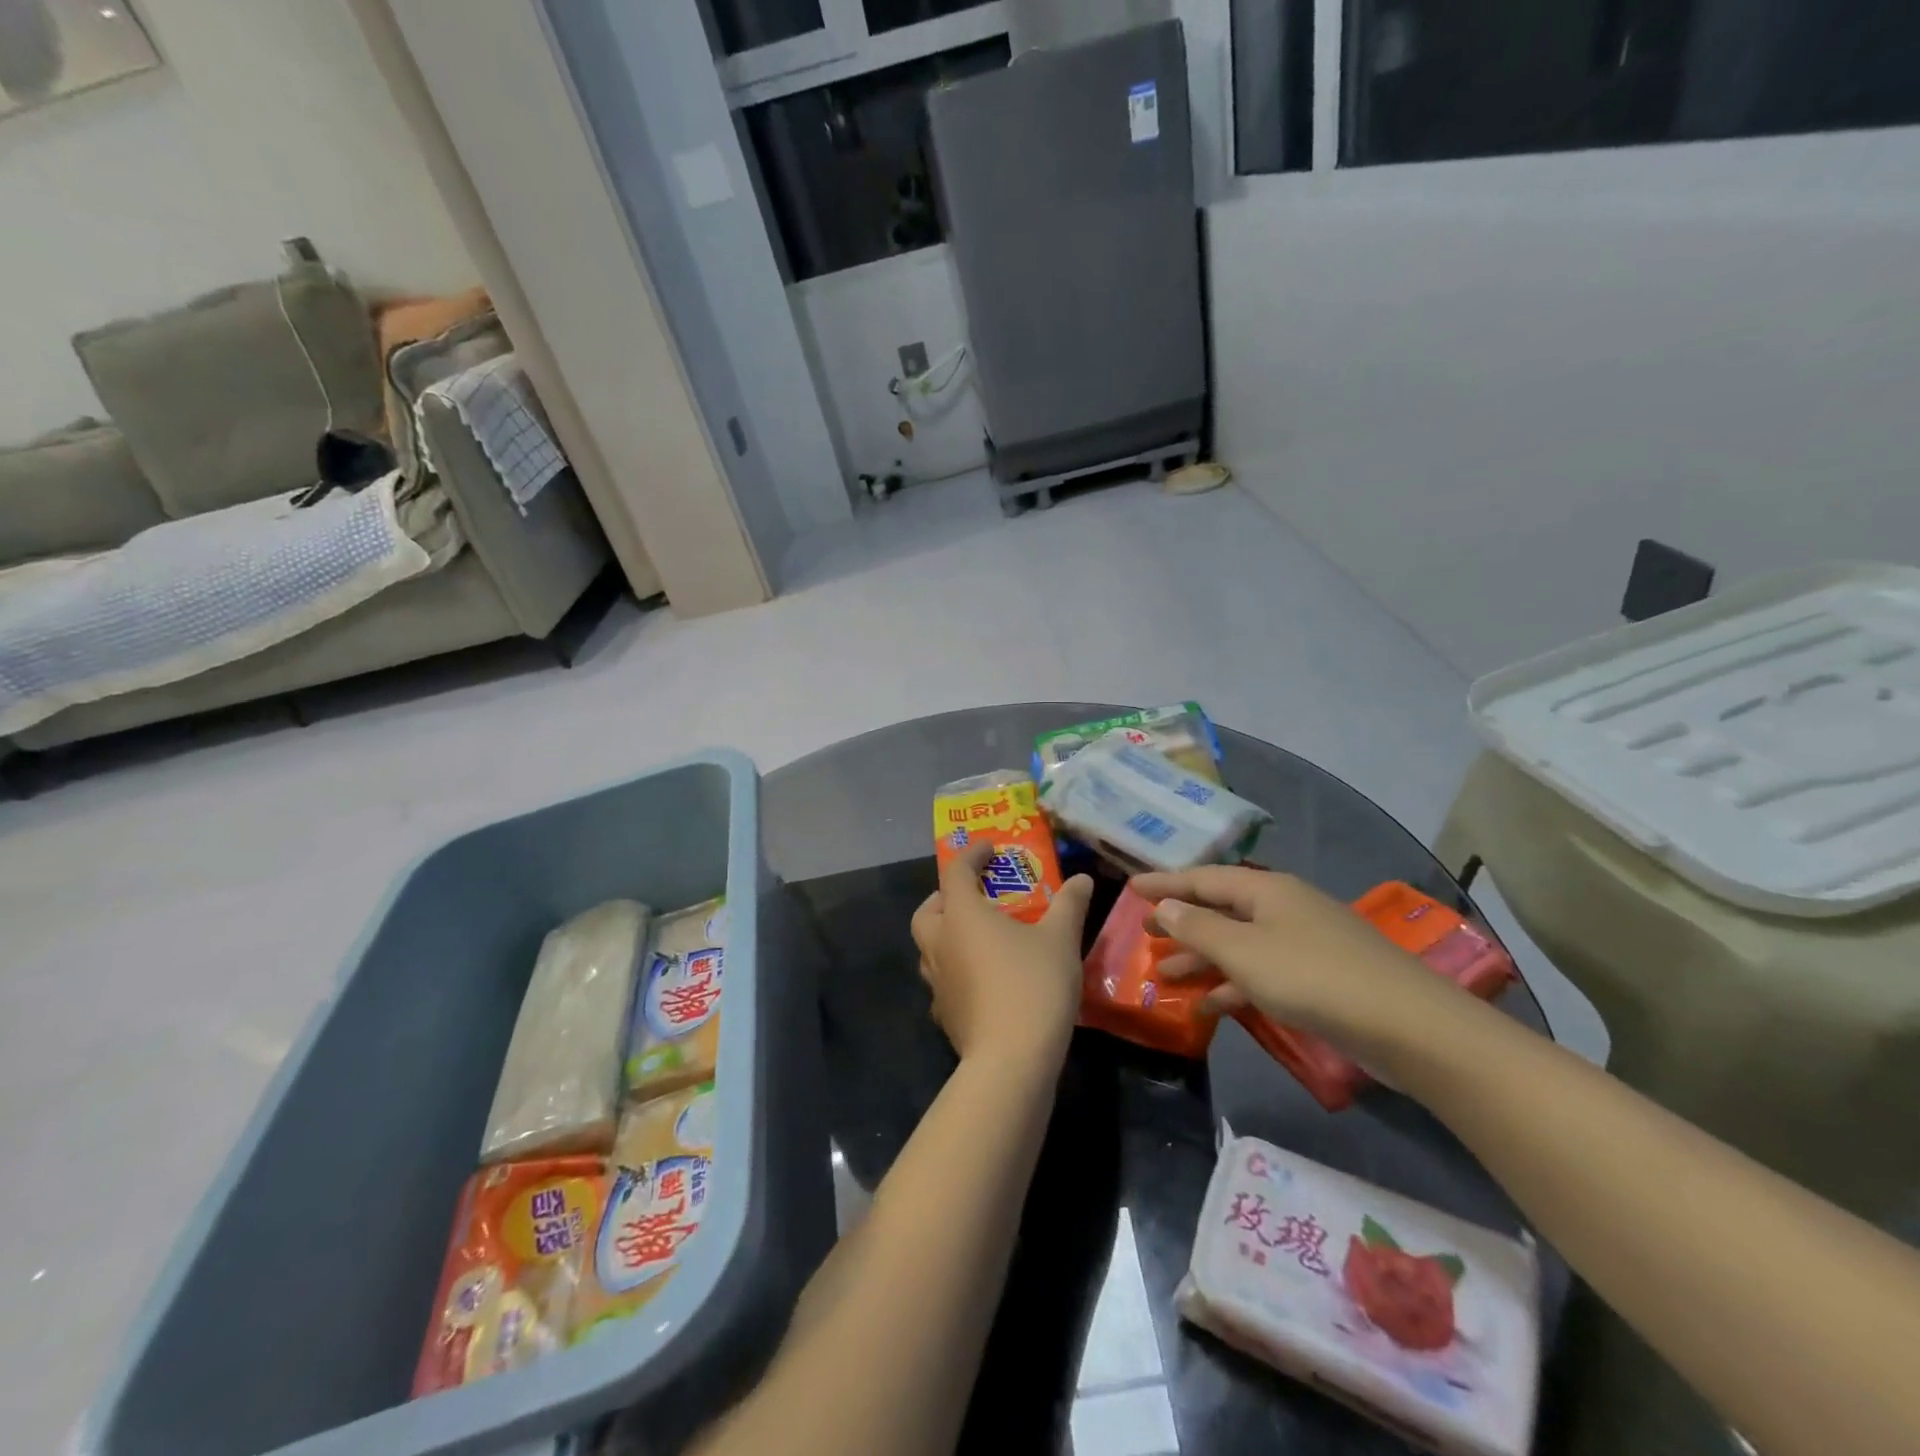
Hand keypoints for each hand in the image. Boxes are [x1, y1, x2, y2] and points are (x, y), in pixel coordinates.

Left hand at [911, 840, 1093, 1067]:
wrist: (1011, 1060)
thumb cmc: (1033, 985)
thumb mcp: (1060, 939)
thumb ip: (1069, 905)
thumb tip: (1082, 879)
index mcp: (961, 915)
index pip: (955, 872)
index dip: (971, 855)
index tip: (989, 849)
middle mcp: (939, 943)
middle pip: (928, 911)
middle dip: (945, 898)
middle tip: (973, 896)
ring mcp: (937, 982)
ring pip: (929, 947)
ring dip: (947, 935)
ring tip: (979, 937)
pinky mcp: (944, 1014)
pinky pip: (942, 980)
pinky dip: (955, 970)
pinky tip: (981, 979)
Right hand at [1130, 866, 1465, 1060]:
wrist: (1409, 1026)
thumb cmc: (1313, 978)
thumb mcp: (1245, 952)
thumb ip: (1199, 928)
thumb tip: (1166, 906)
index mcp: (1266, 889)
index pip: (1203, 878)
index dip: (1166, 883)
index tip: (1131, 888)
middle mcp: (1283, 907)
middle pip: (1221, 908)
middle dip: (1182, 922)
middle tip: (1145, 932)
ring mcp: (1304, 942)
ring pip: (1239, 943)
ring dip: (1203, 958)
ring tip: (1165, 974)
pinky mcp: (1319, 977)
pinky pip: (1262, 972)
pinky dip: (1234, 985)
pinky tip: (1209, 1007)